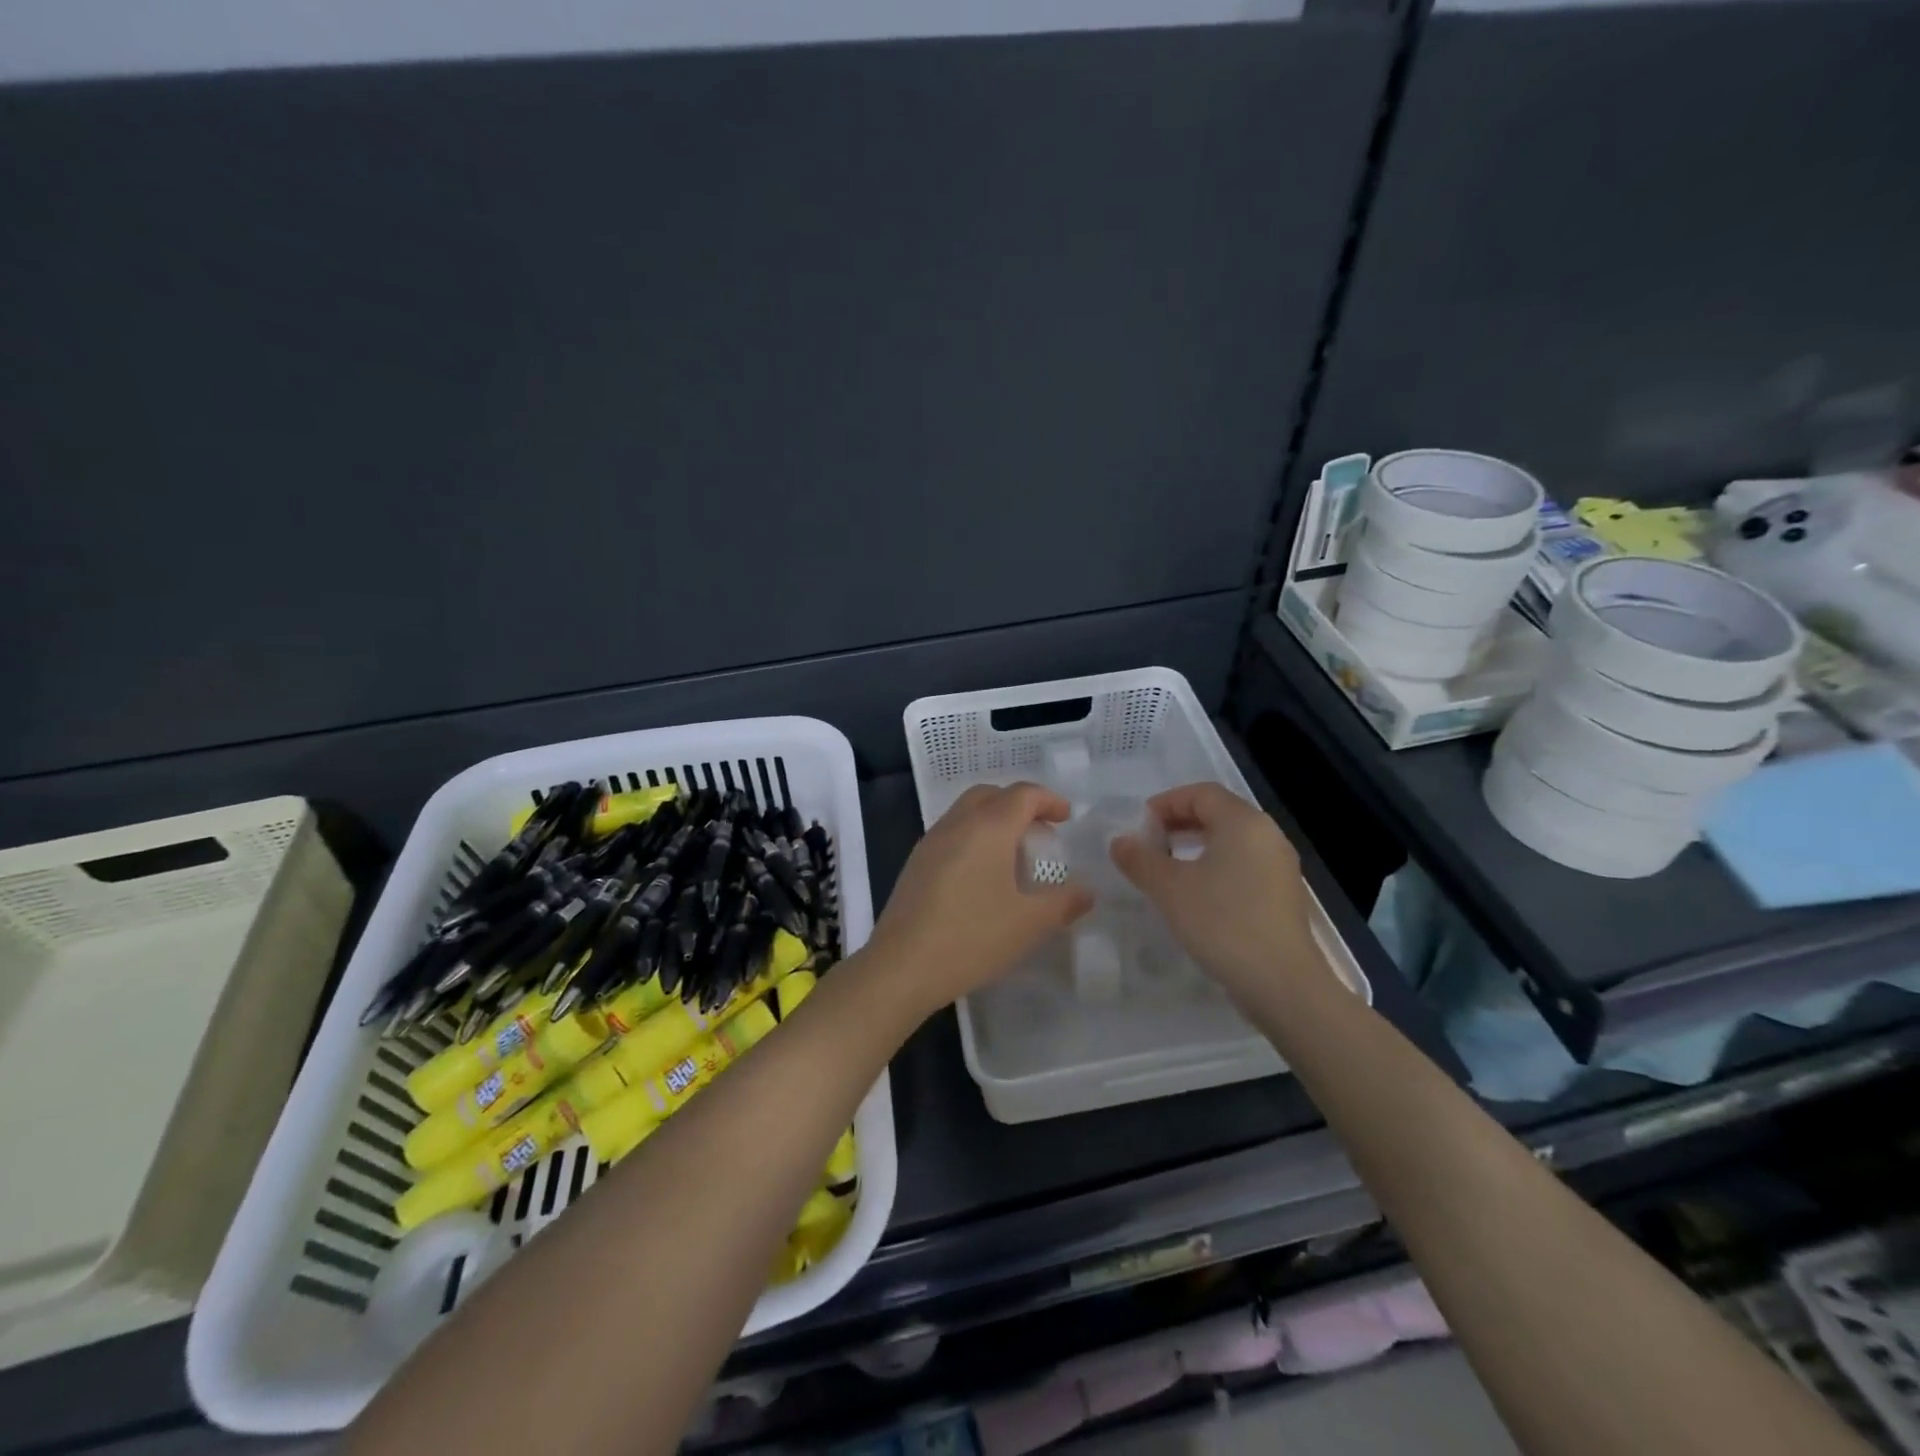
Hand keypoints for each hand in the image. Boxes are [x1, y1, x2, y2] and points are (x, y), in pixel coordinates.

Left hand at [866, 782, 1092, 1016]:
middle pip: (991, 795)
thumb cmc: (972, 938)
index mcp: (988, 827)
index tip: (1066, 817)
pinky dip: (974, 838)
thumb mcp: (1029, 924)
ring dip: (994, 820)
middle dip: (1019, 804)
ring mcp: (931, 842)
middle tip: (1040, 832)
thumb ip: (1063, 903)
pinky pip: (951, 833)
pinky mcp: (915, 864)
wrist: (901, 966)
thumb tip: (1087, 892)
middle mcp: (957, 824)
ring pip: (967, 812)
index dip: (1048, 800)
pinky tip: (982, 875)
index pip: (1022, 794)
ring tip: (1014, 855)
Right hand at [1110, 782, 1326, 1001]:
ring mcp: (1280, 866)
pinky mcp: (1283, 895)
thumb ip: (1140, 859)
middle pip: (1218, 813)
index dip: (1165, 803)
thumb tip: (1120, 841)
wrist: (1281, 984)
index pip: (1201, 793)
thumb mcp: (1169, 889)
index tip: (1139, 827)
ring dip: (1195, 847)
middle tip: (1148, 846)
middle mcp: (1267, 835)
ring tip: (1167, 871)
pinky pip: (1243, 865)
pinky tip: (1196, 896)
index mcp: (1243, 822)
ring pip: (1231, 841)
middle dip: (1178, 824)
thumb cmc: (1222, 923)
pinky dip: (1215, 868)